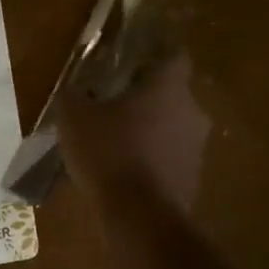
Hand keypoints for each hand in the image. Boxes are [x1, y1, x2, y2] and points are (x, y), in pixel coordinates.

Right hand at [56, 50, 209, 215]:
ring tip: (115, 140)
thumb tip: (72, 90)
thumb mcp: (73, 118)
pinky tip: (123, 170)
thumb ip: (72, 96)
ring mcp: (196, 148)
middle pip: (172, 94)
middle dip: (146, 97)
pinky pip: (169, 158)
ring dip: (149, 130)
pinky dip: (151, 159)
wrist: (140, 216)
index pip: (174, 55)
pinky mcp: (192, 178)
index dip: (156, 52)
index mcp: (168, 88)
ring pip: (172, 127)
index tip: (137, 55)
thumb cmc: (109, 152)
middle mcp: (191, 112)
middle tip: (115, 102)